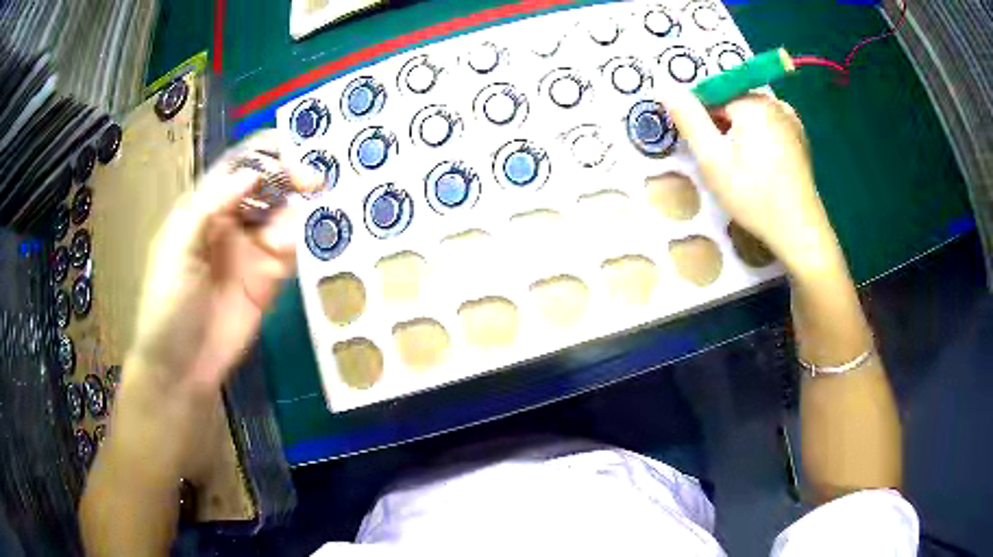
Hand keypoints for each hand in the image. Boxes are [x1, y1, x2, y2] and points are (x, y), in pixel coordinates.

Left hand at [129, 130, 319, 394]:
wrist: (181, 368)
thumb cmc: (167, 304)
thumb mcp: (177, 248)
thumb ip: (211, 206)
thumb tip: (252, 173)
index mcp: (204, 207)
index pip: (237, 166)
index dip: (262, 152)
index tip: (290, 148)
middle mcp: (230, 221)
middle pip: (266, 185)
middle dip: (289, 176)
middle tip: (312, 181)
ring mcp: (250, 250)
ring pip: (282, 215)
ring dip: (294, 212)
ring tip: (290, 230)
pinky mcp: (267, 279)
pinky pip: (289, 251)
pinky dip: (296, 244)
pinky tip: (288, 251)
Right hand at [658, 87, 841, 272]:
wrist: (799, 232)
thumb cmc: (754, 196)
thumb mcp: (712, 159)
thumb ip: (688, 119)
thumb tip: (665, 87)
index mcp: (752, 102)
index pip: (711, 92)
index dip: (698, 116)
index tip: (699, 145)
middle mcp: (774, 102)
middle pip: (732, 102)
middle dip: (719, 124)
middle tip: (719, 162)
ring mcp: (791, 120)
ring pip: (750, 115)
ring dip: (738, 132)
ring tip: (739, 167)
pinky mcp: (799, 138)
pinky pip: (769, 126)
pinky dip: (758, 137)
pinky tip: (759, 164)